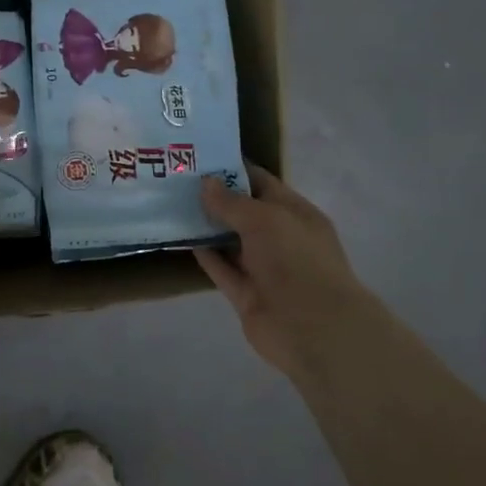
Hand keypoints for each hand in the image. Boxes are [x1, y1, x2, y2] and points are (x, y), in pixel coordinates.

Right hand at [196, 164, 383, 378]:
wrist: (313, 328)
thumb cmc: (296, 261)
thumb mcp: (265, 220)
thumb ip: (232, 202)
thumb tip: (206, 183)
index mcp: (295, 213)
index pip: (261, 183)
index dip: (233, 169)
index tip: (199, 157)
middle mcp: (280, 238)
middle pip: (243, 212)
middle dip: (214, 196)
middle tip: (176, 179)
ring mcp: (263, 268)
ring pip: (230, 241)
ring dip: (206, 226)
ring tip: (172, 204)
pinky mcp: (246, 294)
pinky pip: (222, 269)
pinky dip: (205, 256)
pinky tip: (182, 238)